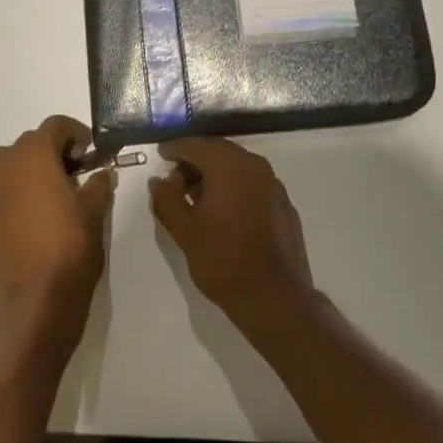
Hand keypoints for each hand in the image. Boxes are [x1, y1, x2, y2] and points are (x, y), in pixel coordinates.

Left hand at [0, 116, 115, 360]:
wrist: (38, 301)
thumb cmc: (71, 249)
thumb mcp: (95, 213)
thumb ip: (99, 185)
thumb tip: (102, 172)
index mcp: (37, 154)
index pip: (56, 125)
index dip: (75, 134)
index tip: (90, 153)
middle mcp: (6, 163)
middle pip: (28, 142)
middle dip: (50, 151)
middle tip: (72, 175)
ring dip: (18, 166)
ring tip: (38, 190)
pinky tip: (0, 203)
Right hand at [148, 138, 313, 324]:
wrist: (274, 297)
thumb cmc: (222, 260)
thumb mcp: (184, 230)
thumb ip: (167, 199)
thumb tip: (158, 180)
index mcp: (228, 164)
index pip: (195, 145)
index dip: (174, 149)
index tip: (160, 156)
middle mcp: (254, 165)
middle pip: (217, 152)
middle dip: (194, 162)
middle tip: (174, 181)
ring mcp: (273, 183)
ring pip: (236, 167)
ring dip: (214, 176)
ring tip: (195, 199)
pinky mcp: (283, 203)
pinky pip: (252, 184)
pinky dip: (234, 188)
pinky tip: (223, 212)